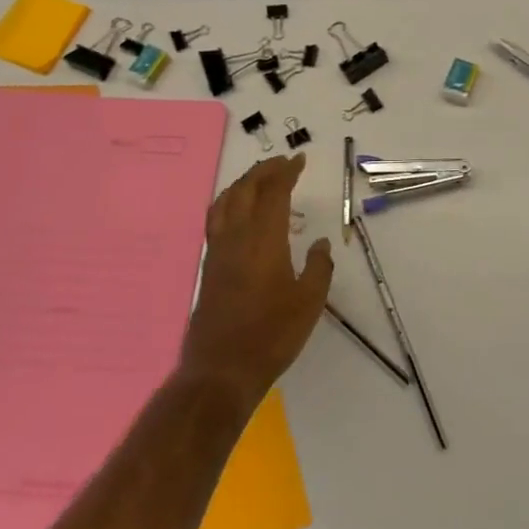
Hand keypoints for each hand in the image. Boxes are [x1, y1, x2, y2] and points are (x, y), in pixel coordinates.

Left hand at [180, 154, 332, 408]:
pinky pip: (216, 218)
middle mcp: (237, 236)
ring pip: (226, 200)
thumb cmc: (272, 335)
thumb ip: (318, 267)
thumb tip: (320, 244)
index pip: (274, 192)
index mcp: (264, 239)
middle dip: (264, 170)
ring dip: (243, 182)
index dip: (286, 171)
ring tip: (259, 179)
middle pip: (246, 188)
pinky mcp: (209, 266)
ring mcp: (218, 250)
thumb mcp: (309, 303)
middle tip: (282, 163)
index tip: (299, 159)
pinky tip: (236, 211)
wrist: (221, 368)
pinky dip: (228, 201)